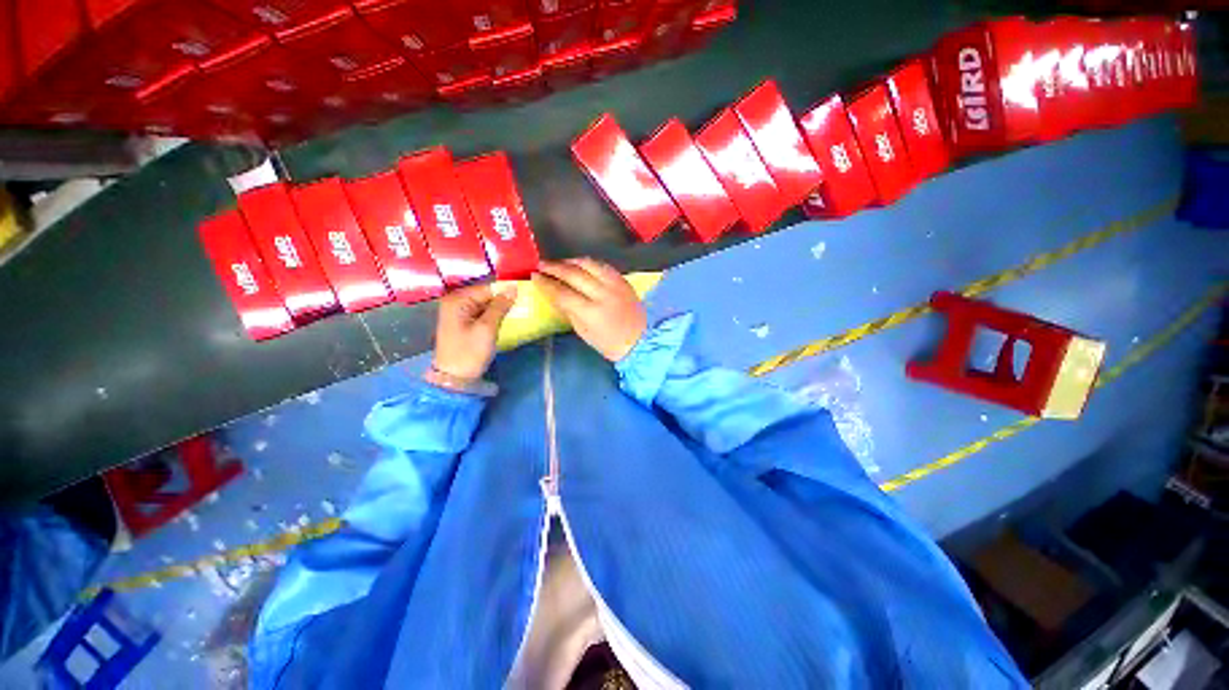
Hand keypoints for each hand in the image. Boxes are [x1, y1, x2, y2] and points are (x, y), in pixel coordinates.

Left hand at [430, 283, 517, 381]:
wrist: (454, 378)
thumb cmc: (469, 353)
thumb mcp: (487, 328)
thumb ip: (500, 306)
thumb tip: (513, 288)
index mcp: (458, 299)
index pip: (488, 288)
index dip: (506, 292)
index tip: (525, 297)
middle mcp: (455, 301)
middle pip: (486, 295)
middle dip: (503, 300)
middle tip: (524, 306)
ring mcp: (458, 312)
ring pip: (485, 304)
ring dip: (500, 309)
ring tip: (518, 313)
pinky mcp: (463, 322)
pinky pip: (482, 313)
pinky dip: (494, 316)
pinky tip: (505, 321)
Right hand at [533, 258, 646, 361]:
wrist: (640, 341)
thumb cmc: (608, 343)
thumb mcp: (584, 332)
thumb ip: (568, 310)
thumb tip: (552, 293)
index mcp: (591, 312)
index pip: (562, 292)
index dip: (546, 283)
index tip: (534, 276)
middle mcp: (603, 294)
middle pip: (574, 274)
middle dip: (555, 267)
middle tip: (541, 265)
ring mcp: (615, 285)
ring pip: (589, 264)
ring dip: (571, 261)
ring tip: (559, 263)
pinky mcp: (623, 280)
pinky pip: (603, 265)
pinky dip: (589, 263)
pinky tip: (580, 264)